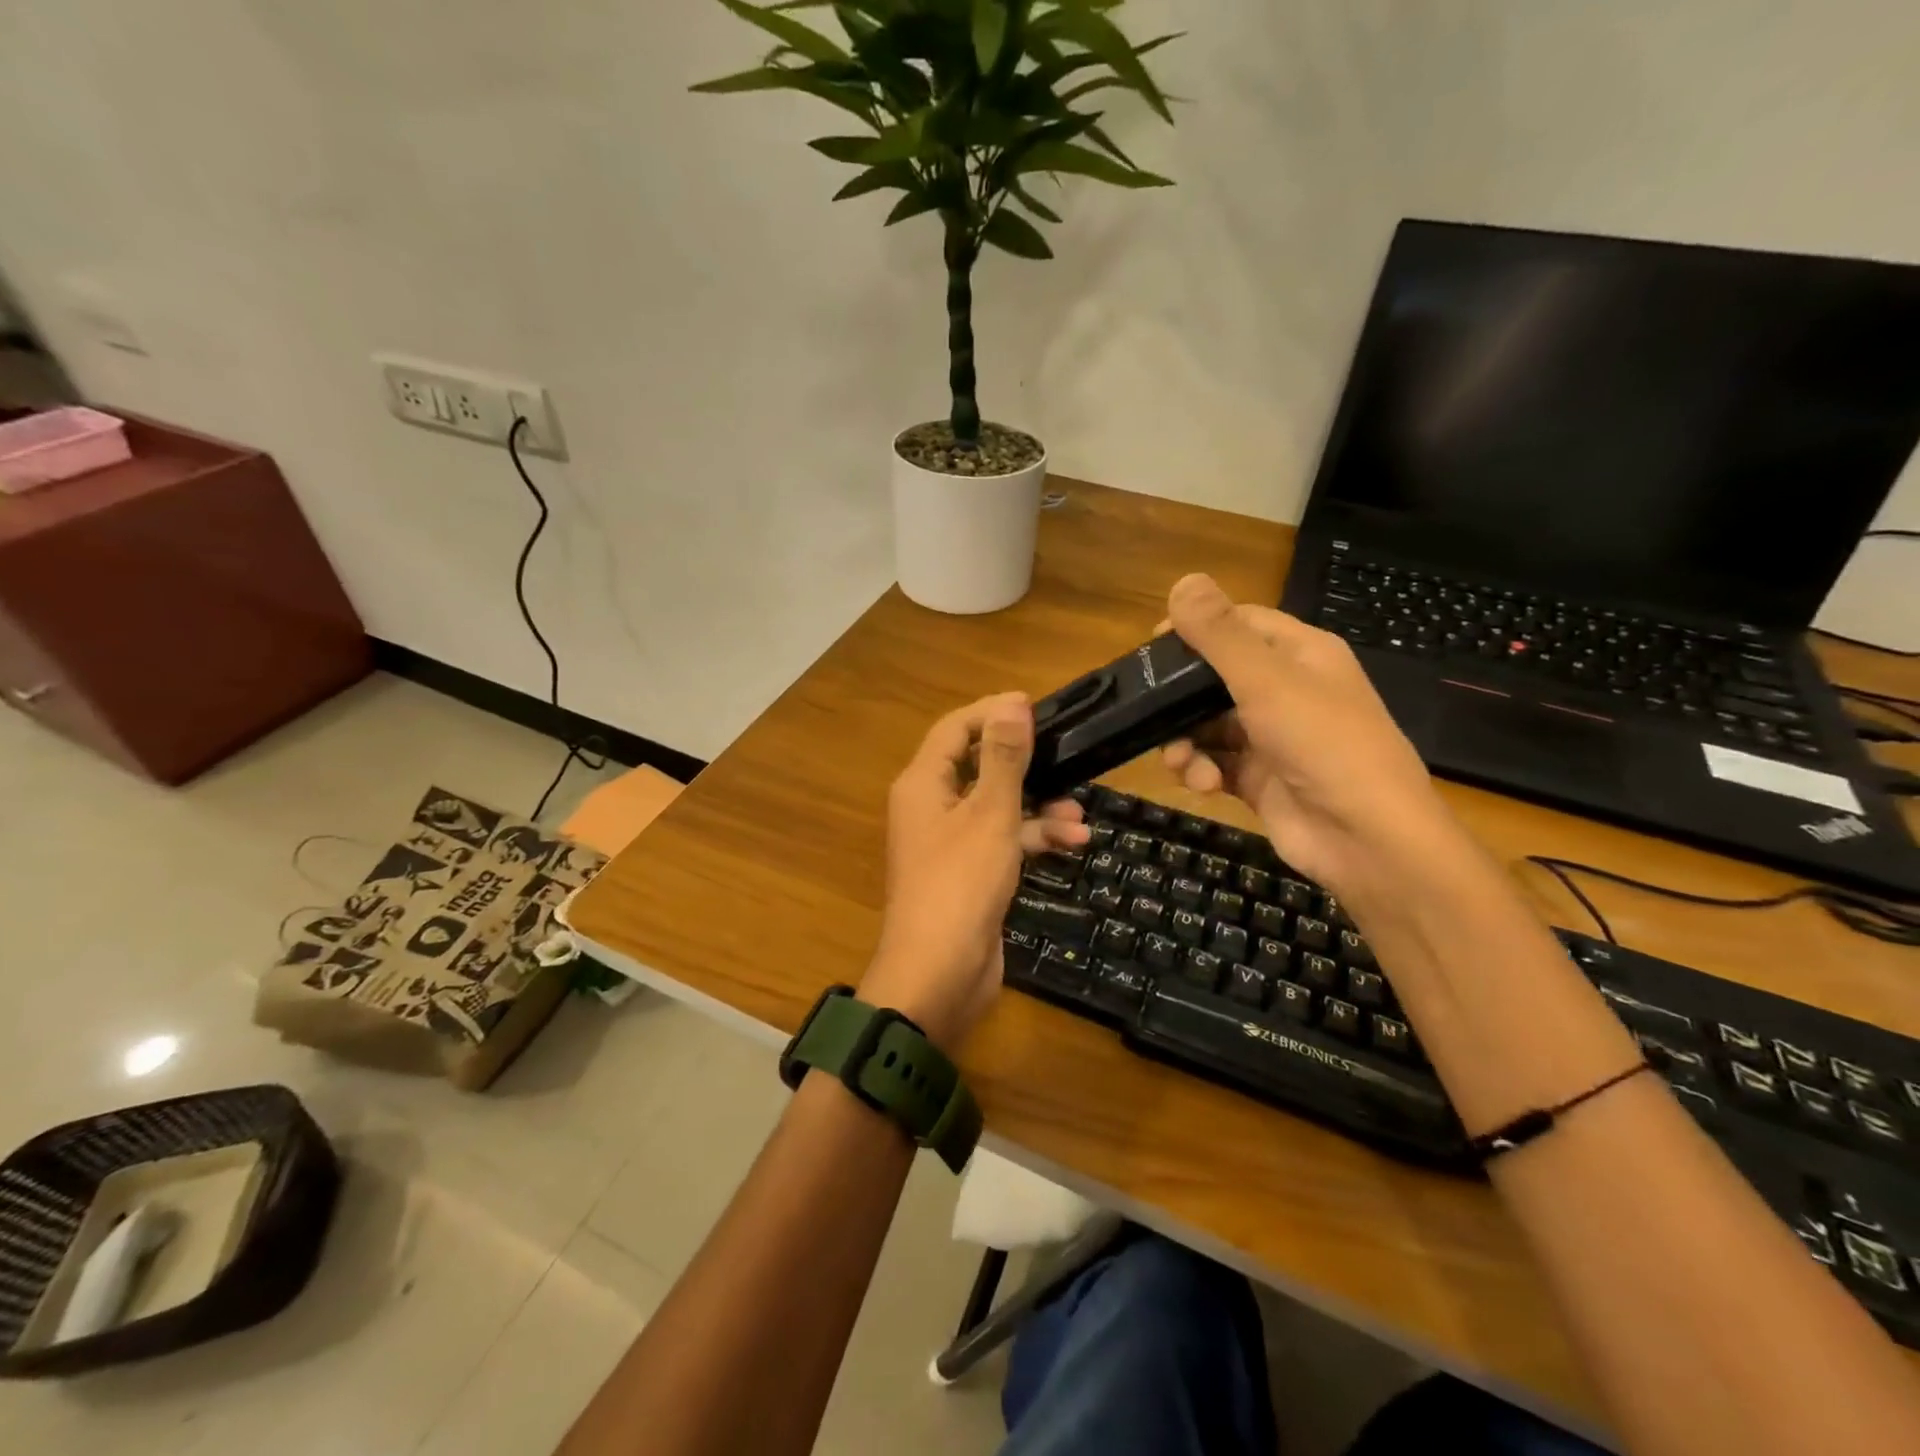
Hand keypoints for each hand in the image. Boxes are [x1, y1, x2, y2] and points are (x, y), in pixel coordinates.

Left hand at [862, 692, 1088, 1051]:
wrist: (940, 975)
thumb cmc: (961, 884)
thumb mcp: (989, 814)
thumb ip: (1003, 758)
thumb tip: (1012, 703)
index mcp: (923, 784)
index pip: (955, 729)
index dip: (992, 713)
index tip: (1036, 708)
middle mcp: (932, 806)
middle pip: (978, 765)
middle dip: (1024, 761)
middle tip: (1065, 750)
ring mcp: (951, 841)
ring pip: (997, 806)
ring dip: (1038, 805)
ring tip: (1080, 810)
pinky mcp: (971, 872)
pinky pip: (1003, 840)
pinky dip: (1033, 837)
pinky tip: (1074, 841)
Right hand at [1160, 574, 1458, 901]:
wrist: (1365, 839)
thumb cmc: (1322, 744)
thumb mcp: (1267, 681)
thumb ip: (1220, 634)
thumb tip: (1184, 580)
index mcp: (1301, 654)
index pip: (1240, 623)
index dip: (1196, 629)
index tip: (1151, 647)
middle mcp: (1287, 691)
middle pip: (1216, 677)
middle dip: (1181, 696)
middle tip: (1147, 708)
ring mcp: (1273, 737)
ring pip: (1209, 725)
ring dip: (1185, 740)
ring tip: (1179, 760)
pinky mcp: (1260, 778)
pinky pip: (1216, 762)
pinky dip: (1201, 770)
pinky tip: (1201, 783)